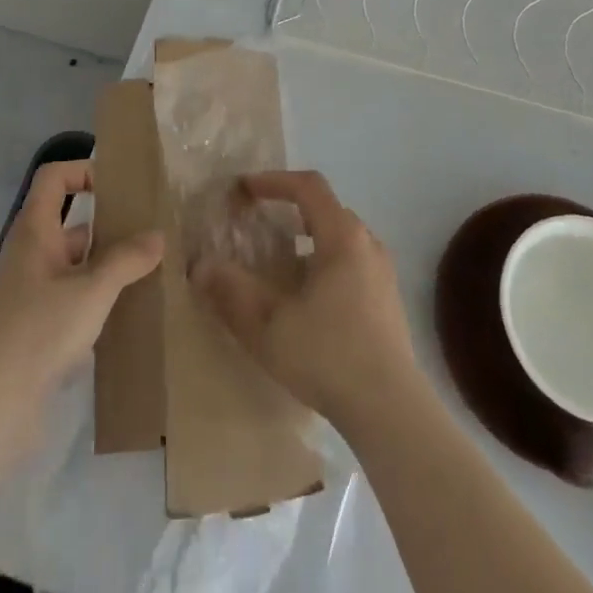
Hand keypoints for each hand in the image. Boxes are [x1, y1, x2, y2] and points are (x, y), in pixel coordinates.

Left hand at [0, 160, 162, 456]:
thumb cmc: (39, 330)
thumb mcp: (92, 289)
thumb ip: (127, 260)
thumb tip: (158, 236)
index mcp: (35, 231)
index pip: (54, 178)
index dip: (84, 170)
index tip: (119, 187)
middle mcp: (31, 254)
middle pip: (70, 222)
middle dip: (108, 224)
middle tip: (149, 231)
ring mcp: (31, 292)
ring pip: (75, 263)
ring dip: (106, 265)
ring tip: (149, 271)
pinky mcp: (36, 327)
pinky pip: (72, 297)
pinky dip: (98, 298)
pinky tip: (128, 311)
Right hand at [191, 170, 417, 428]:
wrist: (391, 411)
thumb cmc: (328, 356)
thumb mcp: (268, 325)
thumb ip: (232, 292)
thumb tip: (201, 267)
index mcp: (342, 236)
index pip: (308, 187)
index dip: (274, 180)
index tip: (244, 189)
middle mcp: (367, 244)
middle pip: (326, 208)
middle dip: (289, 209)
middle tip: (258, 223)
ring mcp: (383, 272)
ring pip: (341, 237)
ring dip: (308, 238)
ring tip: (279, 261)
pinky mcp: (388, 300)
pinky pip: (352, 262)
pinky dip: (324, 261)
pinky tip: (307, 297)